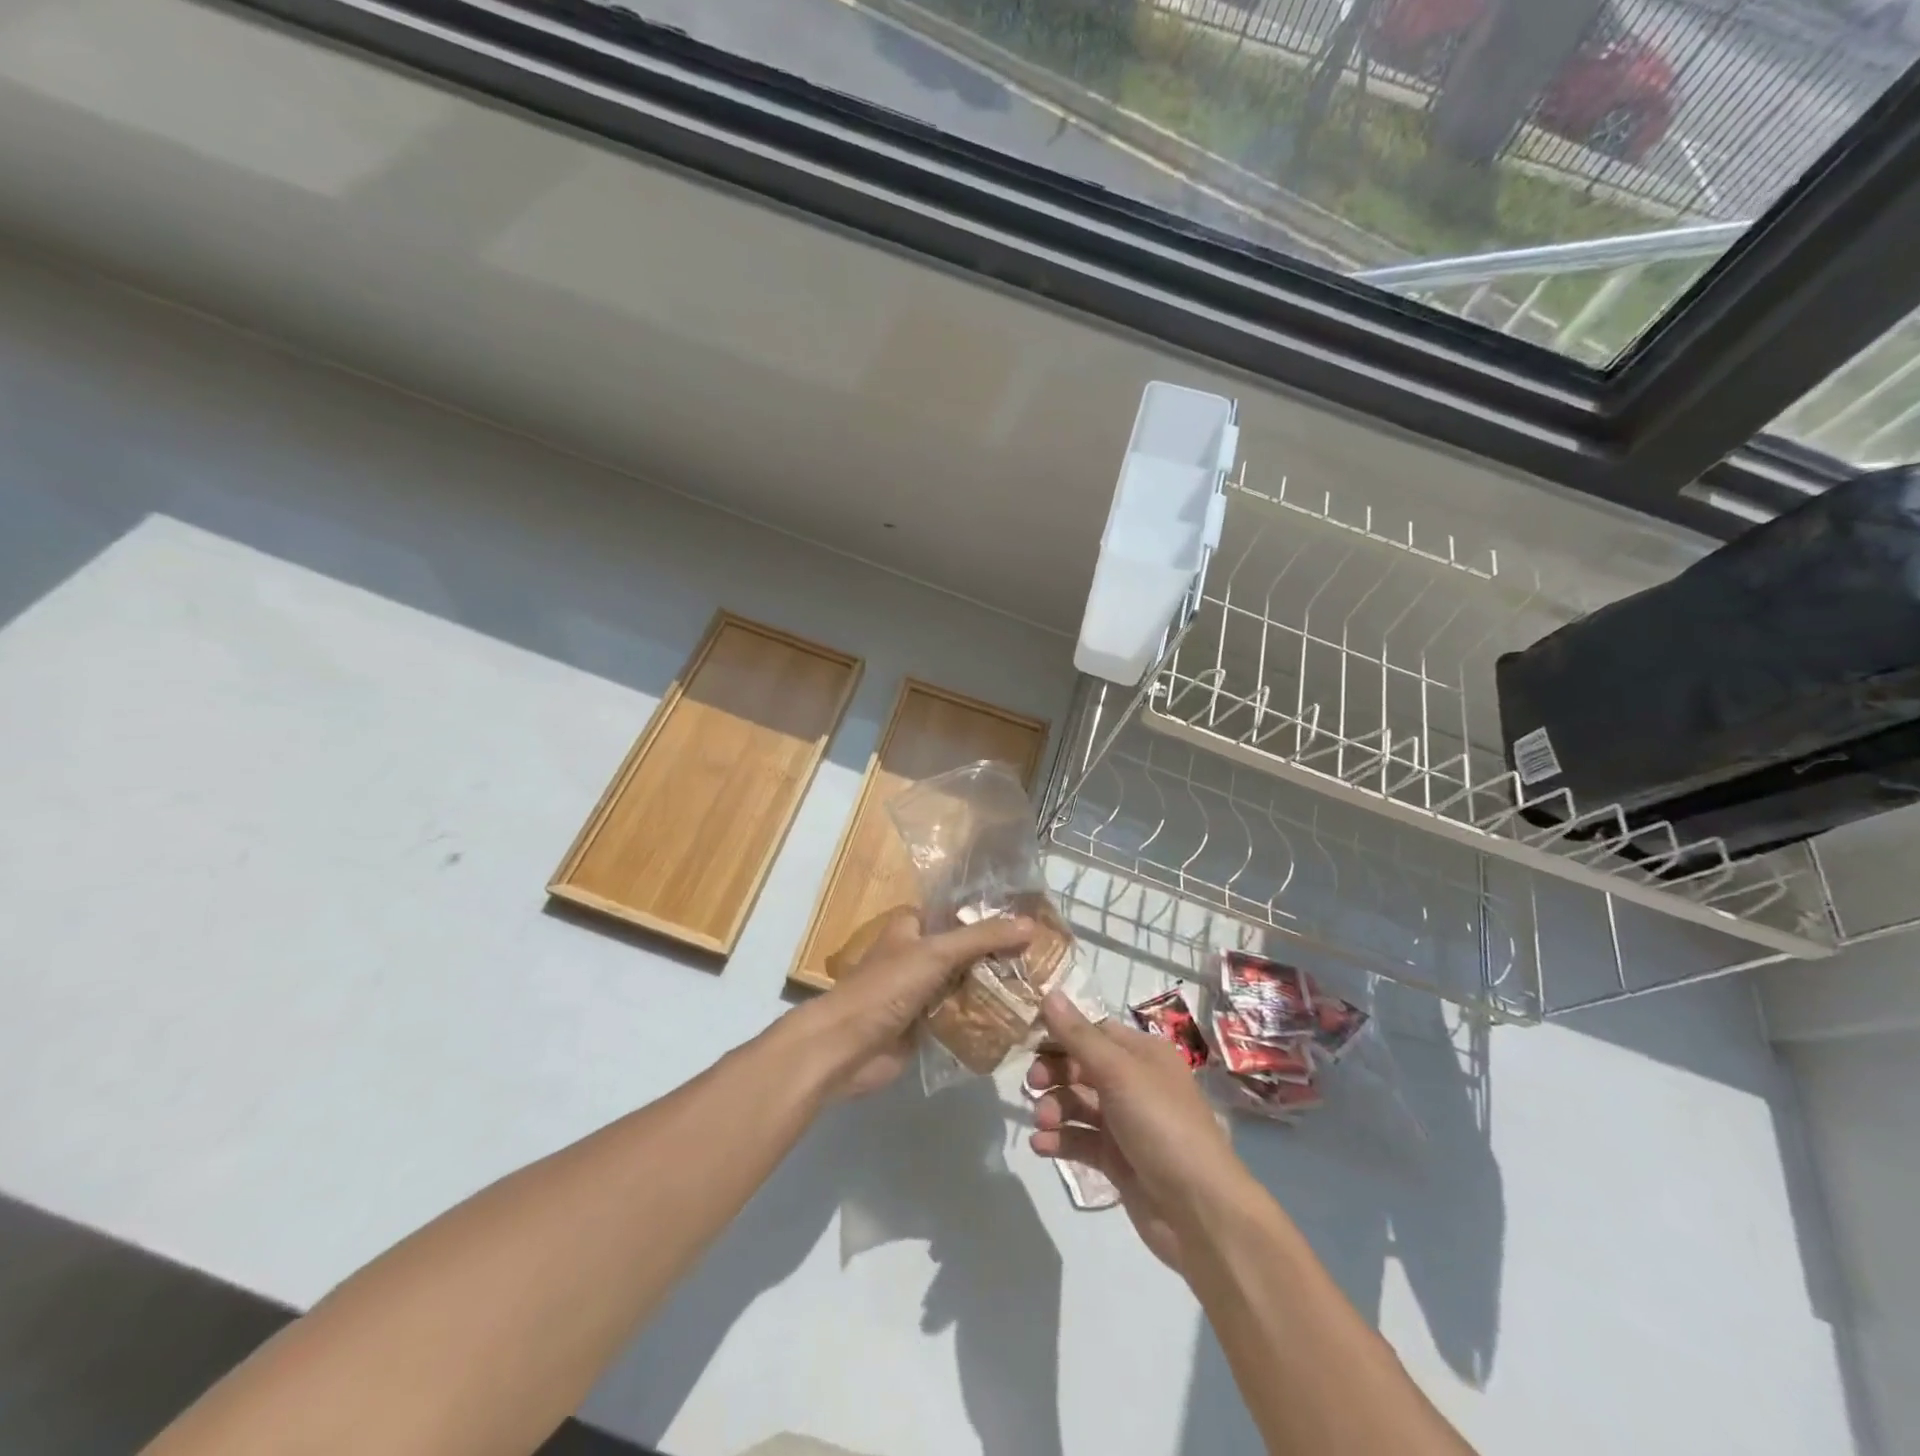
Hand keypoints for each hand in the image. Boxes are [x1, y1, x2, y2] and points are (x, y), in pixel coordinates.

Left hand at [805, 909, 1034, 1099]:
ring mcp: (923, 991)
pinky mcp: (926, 1024)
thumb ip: (982, 937)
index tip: (1032, 918)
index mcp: (913, 926)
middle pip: (966, 949)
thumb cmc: (886, 988)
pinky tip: (1018, 1017)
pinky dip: (984, 1016)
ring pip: (966, 982)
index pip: (959, 911)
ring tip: (1041, 984)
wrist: (847, 1048)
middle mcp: (919, 953)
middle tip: (1045, 956)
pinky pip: (961, 1015)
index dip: (991, 913)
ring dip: (995, 986)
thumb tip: (1030, 924)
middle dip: (1000, 953)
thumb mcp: (936, 953)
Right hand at [1027, 992, 1244, 1272]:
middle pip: (1082, 1067)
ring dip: (1055, 1109)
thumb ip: (1079, 1035)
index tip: (1028, 1040)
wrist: (1200, 1211)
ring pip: (1078, 1104)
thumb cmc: (1162, 1125)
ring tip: (1043, 1123)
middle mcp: (1134, 1083)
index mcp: (1142, 1054)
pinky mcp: (1117, 1160)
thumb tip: (1049, 992)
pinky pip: (1081, 1140)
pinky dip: (1060, 1140)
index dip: (1061, 1033)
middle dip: (1054, 1073)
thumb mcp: (1118, 1072)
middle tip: (1033, 1085)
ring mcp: (1125, 1123)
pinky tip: (1041, 1146)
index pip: (1093, 1031)